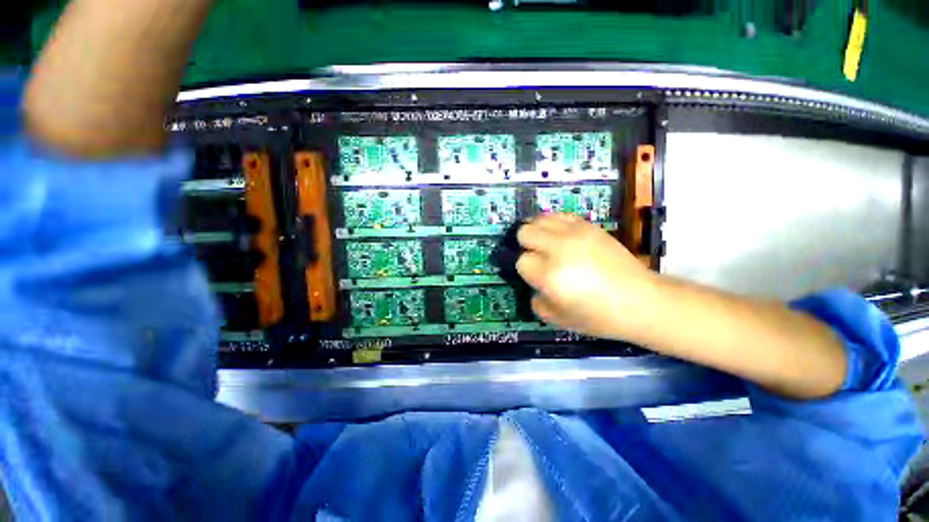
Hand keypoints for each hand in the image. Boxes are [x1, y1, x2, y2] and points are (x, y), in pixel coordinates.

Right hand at [515, 213, 657, 339]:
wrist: (641, 301)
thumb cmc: (598, 316)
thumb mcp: (558, 319)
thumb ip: (536, 301)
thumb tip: (533, 284)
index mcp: (549, 275)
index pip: (521, 260)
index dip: (526, 270)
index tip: (535, 276)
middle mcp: (558, 248)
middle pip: (525, 232)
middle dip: (526, 245)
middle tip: (537, 257)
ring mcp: (575, 233)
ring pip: (540, 218)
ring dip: (537, 230)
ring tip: (545, 243)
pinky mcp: (589, 226)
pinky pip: (560, 215)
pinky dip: (554, 223)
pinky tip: (561, 236)